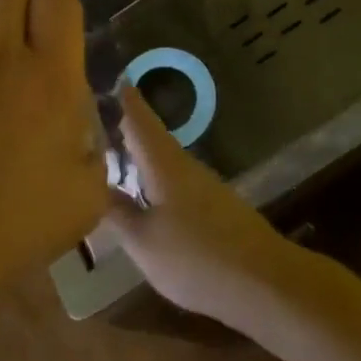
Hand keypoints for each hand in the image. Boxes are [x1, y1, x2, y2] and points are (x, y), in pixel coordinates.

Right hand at [104, 85, 302, 324]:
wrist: (266, 284)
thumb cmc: (197, 258)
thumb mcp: (144, 243)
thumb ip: (118, 214)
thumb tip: (94, 187)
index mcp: (163, 163)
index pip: (139, 118)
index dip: (123, 98)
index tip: (108, 77)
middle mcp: (184, 165)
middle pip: (150, 137)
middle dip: (125, 127)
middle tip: (94, 120)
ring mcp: (204, 186)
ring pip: (163, 160)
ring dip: (139, 154)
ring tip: (112, 155)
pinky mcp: (215, 208)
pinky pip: (175, 182)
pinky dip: (154, 178)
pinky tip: (145, 195)